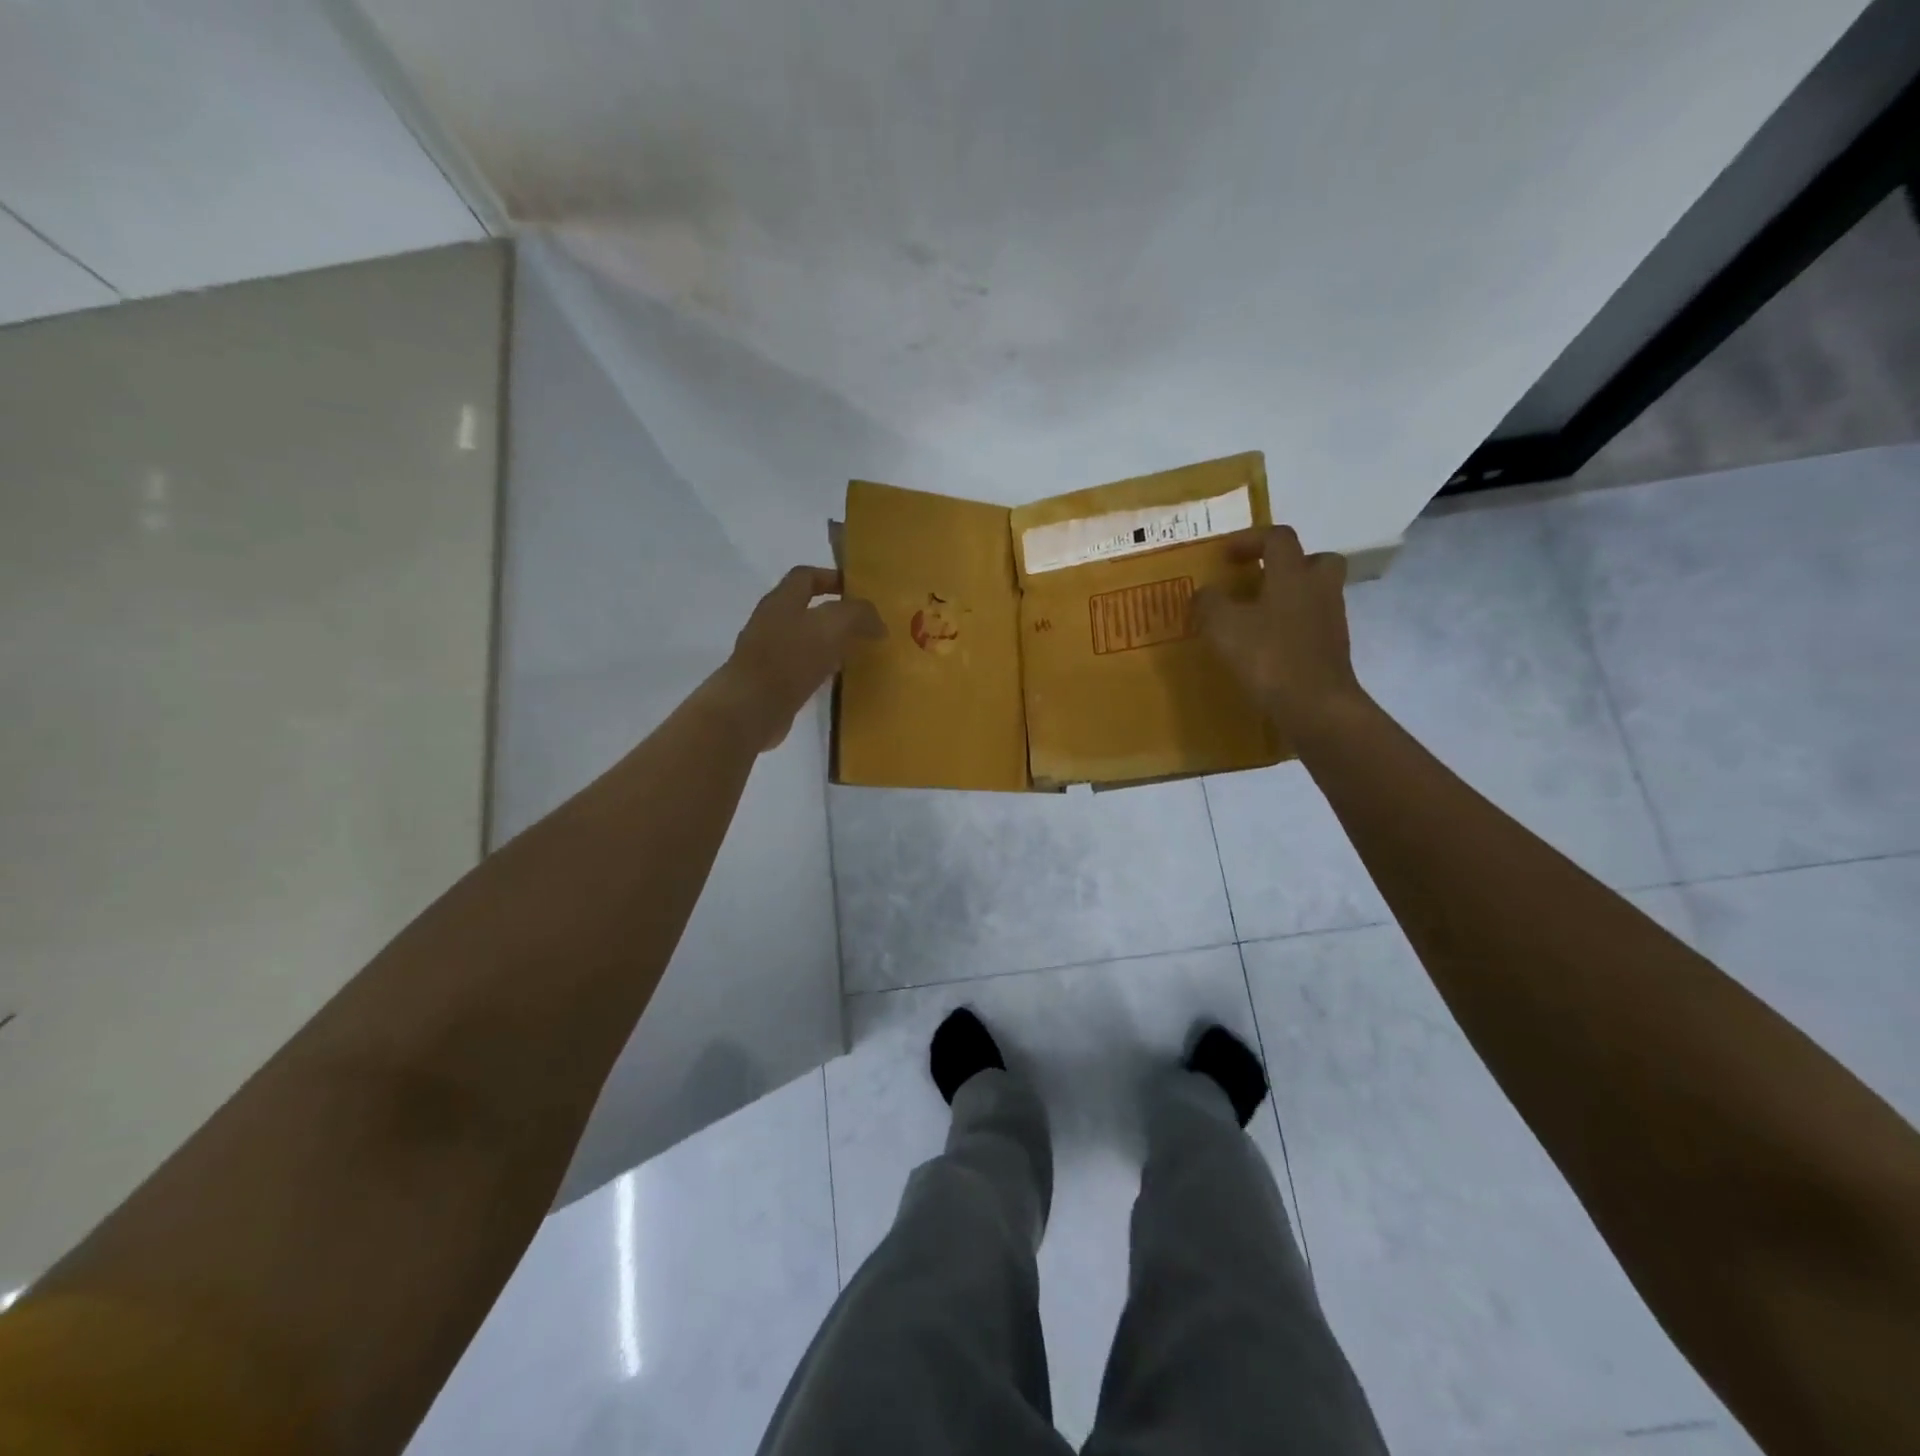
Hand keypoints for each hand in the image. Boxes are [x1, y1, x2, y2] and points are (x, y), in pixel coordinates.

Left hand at [715, 566, 885, 748]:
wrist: (752, 708)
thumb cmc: (790, 658)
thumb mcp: (833, 626)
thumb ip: (859, 615)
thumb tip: (878, 624)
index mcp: (782, 600)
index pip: (806, 576)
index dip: (831, 578)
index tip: (859, 590)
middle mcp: (770, 622)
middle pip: (805, 608)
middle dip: (834, 614)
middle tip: (864, 624)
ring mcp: (766, 653)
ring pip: (804, 640)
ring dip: (828, 643)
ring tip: (856, 652)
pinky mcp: (769, 682)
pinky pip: (800, 668)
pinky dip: (820, 669)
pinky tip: (837, 680)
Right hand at [1194, 526, 1366, 740]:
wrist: (1316, 706)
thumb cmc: (1269, 657)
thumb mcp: (1223, 627)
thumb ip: (1209, 603)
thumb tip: (1205, 593)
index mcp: (1293, 575)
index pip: (1278, 538)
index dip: (1250, 540)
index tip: (1225, 556)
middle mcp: (1318, 590)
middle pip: (1315, 560)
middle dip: (1288, 565)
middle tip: (1260, 580)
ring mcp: (1331, 621)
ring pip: (1315, 595)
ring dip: (1289, 599)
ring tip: (1256, 618)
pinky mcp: (1332, 651)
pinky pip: (1312, 627)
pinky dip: (1291, 630)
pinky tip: (1266, 648)